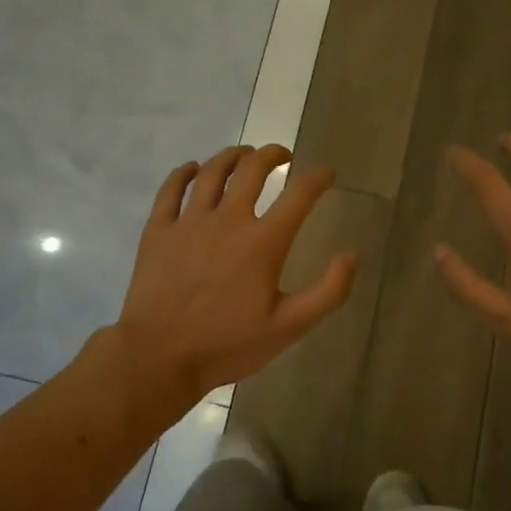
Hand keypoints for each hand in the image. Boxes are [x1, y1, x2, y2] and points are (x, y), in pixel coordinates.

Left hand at [112, 145, 356, 404]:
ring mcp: (189, 222)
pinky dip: (183, 173)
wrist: (159, 357)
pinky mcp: (158, 231)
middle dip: (272, 154)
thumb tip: (352, 256)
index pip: (299, 195)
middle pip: (252, 169)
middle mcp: (228, 220)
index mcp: (263, 242)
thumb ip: (328, 292)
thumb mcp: (289, 328)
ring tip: (244, 153)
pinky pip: (170, 190)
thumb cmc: (228, 345)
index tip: (326, 174)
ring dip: (232, 155)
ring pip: (211, 172)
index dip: (317, 178)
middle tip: (283, 155)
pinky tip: (192, 168)